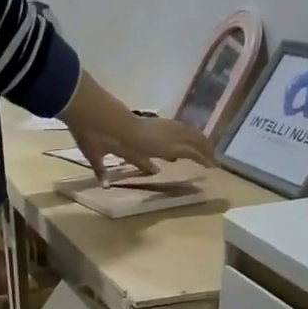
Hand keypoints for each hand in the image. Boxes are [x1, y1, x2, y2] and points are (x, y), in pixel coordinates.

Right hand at [72, 115, 213, 181]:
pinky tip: (211, 163)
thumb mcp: (95, 155)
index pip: (155, 143)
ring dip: (202, 149)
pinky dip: (202, 156)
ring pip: (190, 140)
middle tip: (203, 154)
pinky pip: (193, 150)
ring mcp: (164, 136)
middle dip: (191, 146)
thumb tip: (102, 184)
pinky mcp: (171, 144)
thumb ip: (100, 170)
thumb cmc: (96, 134)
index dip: (163, 153)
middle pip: (178, 138)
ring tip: (212, 158)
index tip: (169, 160)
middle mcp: (154, 133)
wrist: (107, 124)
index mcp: (136, 135)